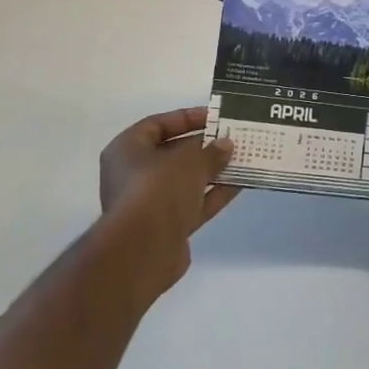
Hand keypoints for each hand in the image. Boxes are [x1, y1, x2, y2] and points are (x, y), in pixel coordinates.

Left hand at [98, 107, 237, 296]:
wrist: (144, 250)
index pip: (157, 124)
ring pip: (185, 181)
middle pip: (172, 153)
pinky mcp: (166, 227)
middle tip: (231, 139)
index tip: (214, 117)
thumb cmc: (159, 189)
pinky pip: (193, 204)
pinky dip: (214, 194)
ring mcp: (149, 203)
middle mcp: (133, 175)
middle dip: (203, 147)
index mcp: (126, 150)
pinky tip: (239, 184)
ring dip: (212, 171)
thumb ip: (210, 151)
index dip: (186, 118)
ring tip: (242, 159)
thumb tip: (225, 145)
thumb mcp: (190, 161)